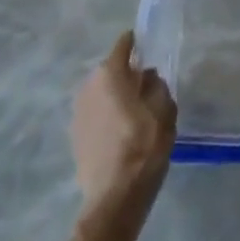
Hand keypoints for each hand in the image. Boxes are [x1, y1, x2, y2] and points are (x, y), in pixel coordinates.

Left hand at [72, 31, 176, 217]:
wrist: (114, 197)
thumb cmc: (143, 146)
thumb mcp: (164, 111)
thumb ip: (158, 86)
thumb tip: (149, 77)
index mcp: (110, 74)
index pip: (123, 46)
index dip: (136, 44)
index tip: (148, 48)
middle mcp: (88, 86)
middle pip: (111, 71)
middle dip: (127, 75)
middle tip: (147, 87)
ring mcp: (77, 112)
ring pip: (102, 93)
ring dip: (116, 96)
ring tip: (136, 112)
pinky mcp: (75, 135)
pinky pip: (95, 113)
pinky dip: (107, 115)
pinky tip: (121, 132)